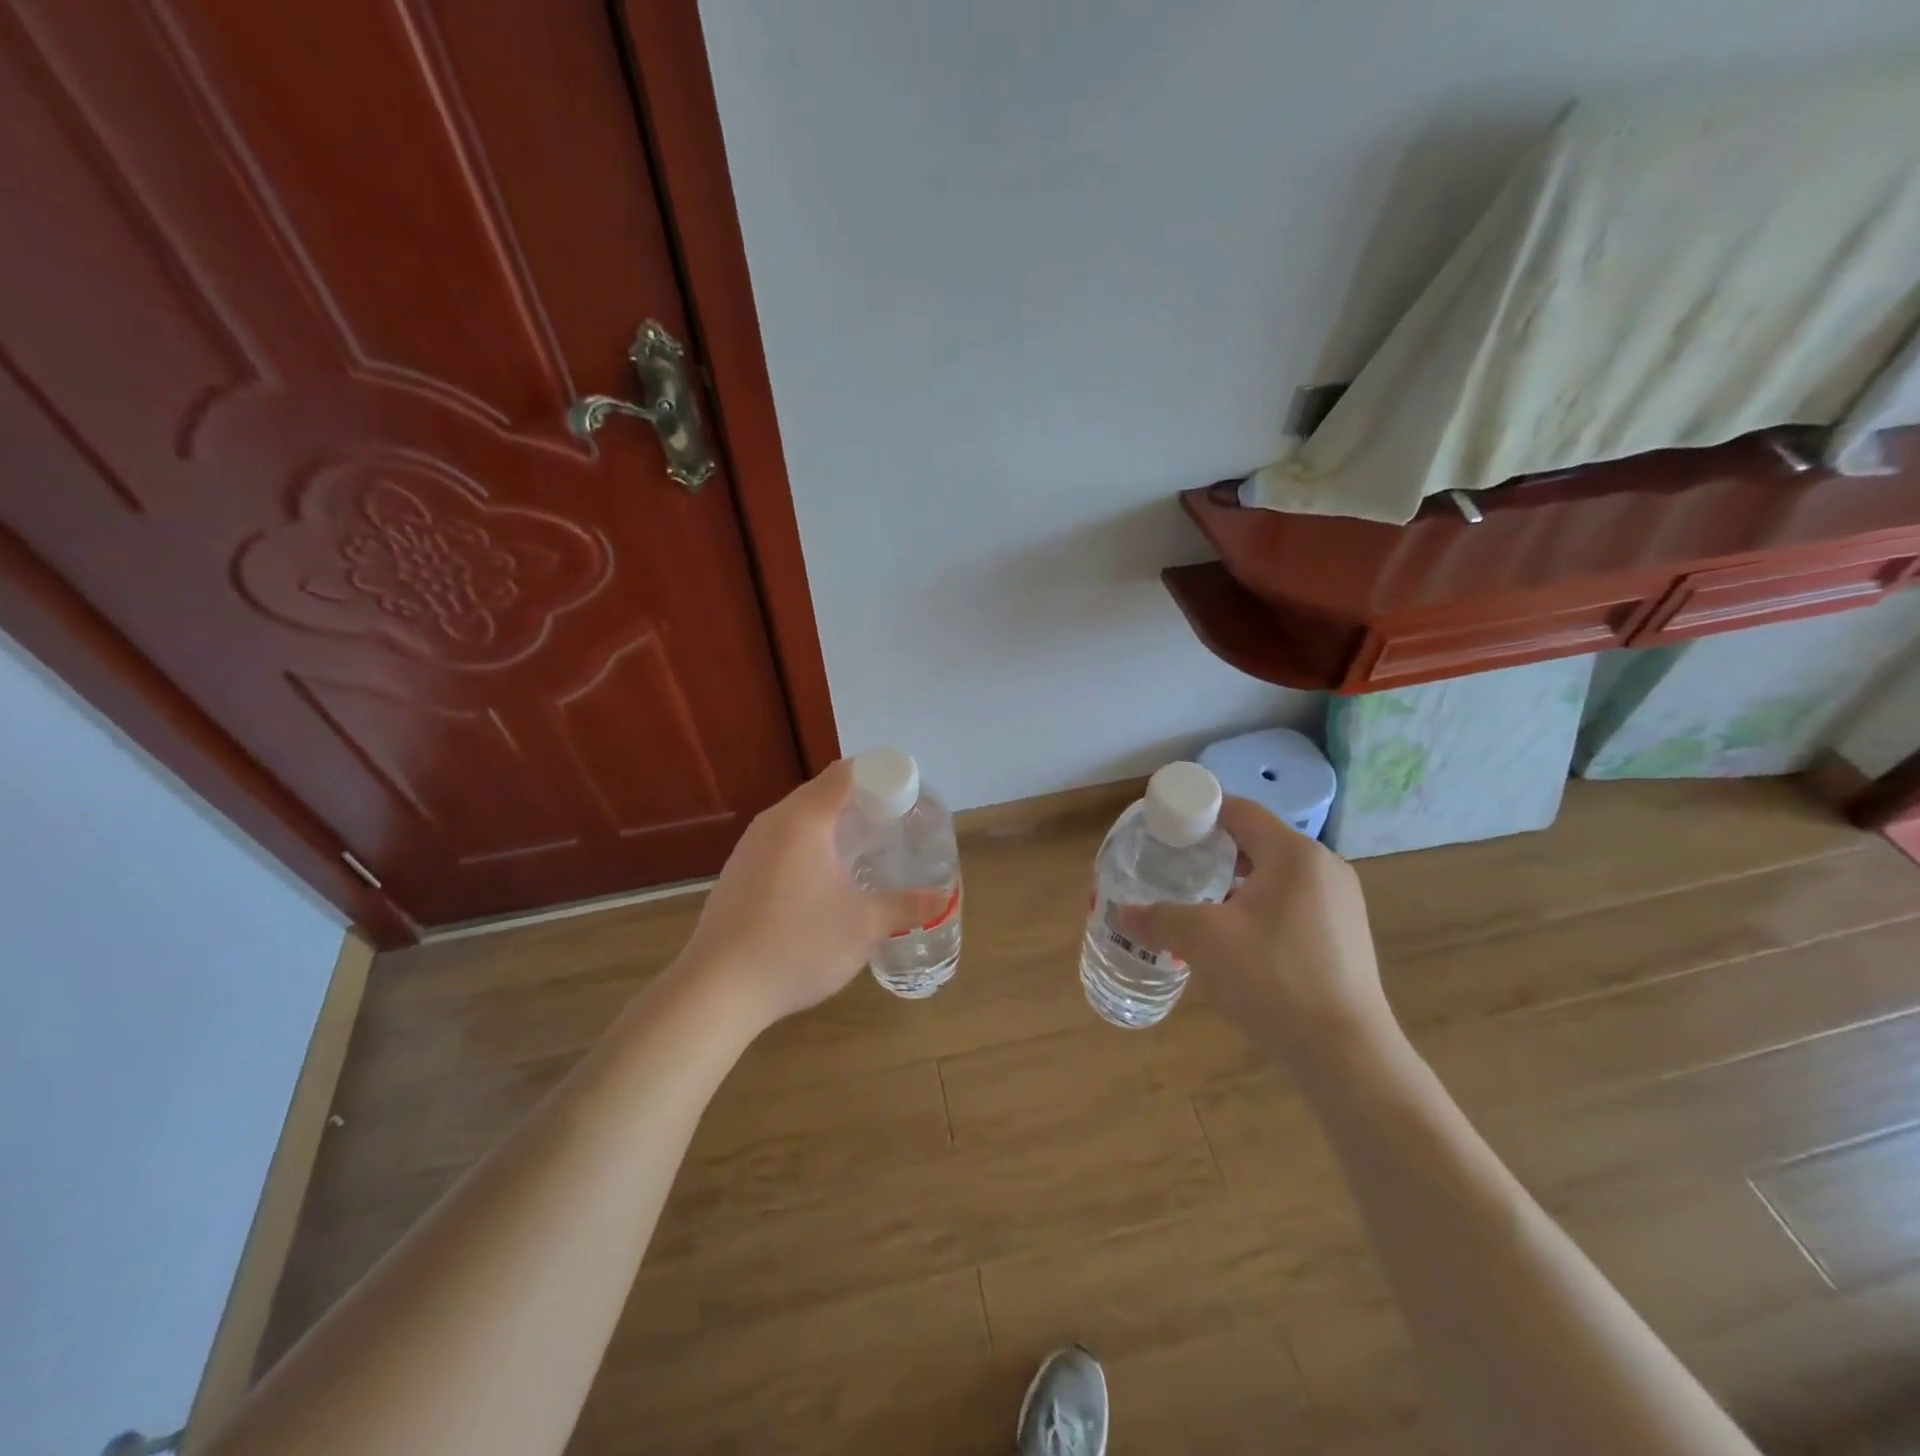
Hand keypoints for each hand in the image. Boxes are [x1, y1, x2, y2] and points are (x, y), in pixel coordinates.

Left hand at [678, 760, 948, 1030]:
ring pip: (800, 820)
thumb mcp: (863, 926)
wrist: (717, 989)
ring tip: (865, 854)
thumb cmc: (797, 944)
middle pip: (823, 793)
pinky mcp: (738, 874)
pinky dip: (810, 849)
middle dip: (862, 804)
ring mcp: (750, 848)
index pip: (847, 774)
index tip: (907, 798)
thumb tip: (942, 899)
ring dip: (834, 828)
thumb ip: (905, 906)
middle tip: (895, 827)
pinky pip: (782, 844)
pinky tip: (825, 884)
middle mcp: (773, 822)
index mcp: (805, 819)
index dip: (881, 778)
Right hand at [1115, 799, 1398, 1067]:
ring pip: (1275, 876)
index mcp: (1294, 853)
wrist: (1346, 1056)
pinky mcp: (1346, 937)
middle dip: (1212, 853)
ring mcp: (1341, 904)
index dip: (1198, 814)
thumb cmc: (1272, 979)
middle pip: (1256, 842)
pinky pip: (1292, 905)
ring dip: (1235, 885)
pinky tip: (1237, 943)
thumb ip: (1160, 918)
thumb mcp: (1203, 942)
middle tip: (1175, 871)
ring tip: (1200, 908)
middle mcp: (1323, 868)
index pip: (1239, 810)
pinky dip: (1259, 910)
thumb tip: (1124, 913)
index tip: (1164, 831)